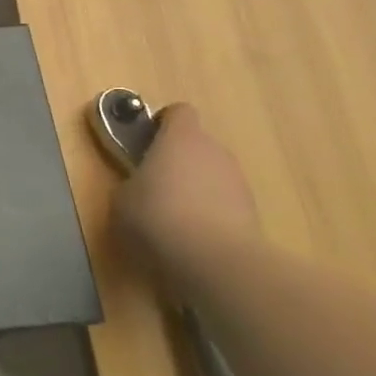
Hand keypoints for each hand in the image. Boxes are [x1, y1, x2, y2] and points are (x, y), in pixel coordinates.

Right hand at [112, 104, 260, 288]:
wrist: (216, 262)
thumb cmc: (156, 217)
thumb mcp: (122, 198)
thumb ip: (132, 182)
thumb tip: (139, 187)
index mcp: (180, 138)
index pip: (178, 112)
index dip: (161, 123)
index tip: (144, 142)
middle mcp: (214, 151)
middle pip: (196, 144)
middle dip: (177, 160)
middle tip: (152, 184)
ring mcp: (238, 182)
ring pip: (211, 174)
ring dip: (195, 187)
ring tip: (173, 217)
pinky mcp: (253, 213)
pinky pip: (224, 202)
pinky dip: (210, 213)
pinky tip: (192, 237)